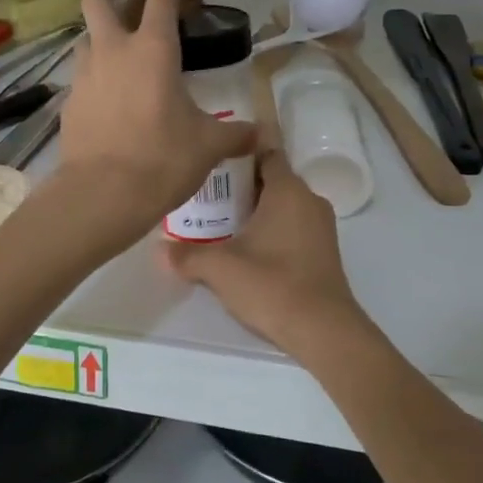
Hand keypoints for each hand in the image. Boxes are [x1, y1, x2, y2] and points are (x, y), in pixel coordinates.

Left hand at [50, 0, 255, 245]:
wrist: (102, 194)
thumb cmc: (162, 159)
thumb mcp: (208, 146)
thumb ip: (236, 134)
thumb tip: (261, 135)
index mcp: (153, 48)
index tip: (189, 8)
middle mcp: (112, 49)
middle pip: (99, 0)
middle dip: (116, 2)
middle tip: (138, 25)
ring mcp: (84, 74)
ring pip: (85, 38)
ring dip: (101, 42)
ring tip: (124, 67)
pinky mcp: (68, 102)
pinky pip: (80, 78)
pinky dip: (94, 82)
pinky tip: (111, 107)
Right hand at [165, 149, 367, 356]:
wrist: (323, 331)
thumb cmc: (272, 286)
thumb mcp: (220, 269)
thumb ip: (187, 255)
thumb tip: (159, 250)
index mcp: (288, 190)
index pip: (265, 152)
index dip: (238, 153)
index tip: (211, 162)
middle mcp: (309, 200)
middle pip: (271, 180)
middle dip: (240, 186)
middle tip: (205, 196)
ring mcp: (321, 227)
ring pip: (283, 206)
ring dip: (255, 211)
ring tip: (219, 223)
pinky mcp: (324, 251)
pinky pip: (293, 227)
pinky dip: (271, 230)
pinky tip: (246, 250)